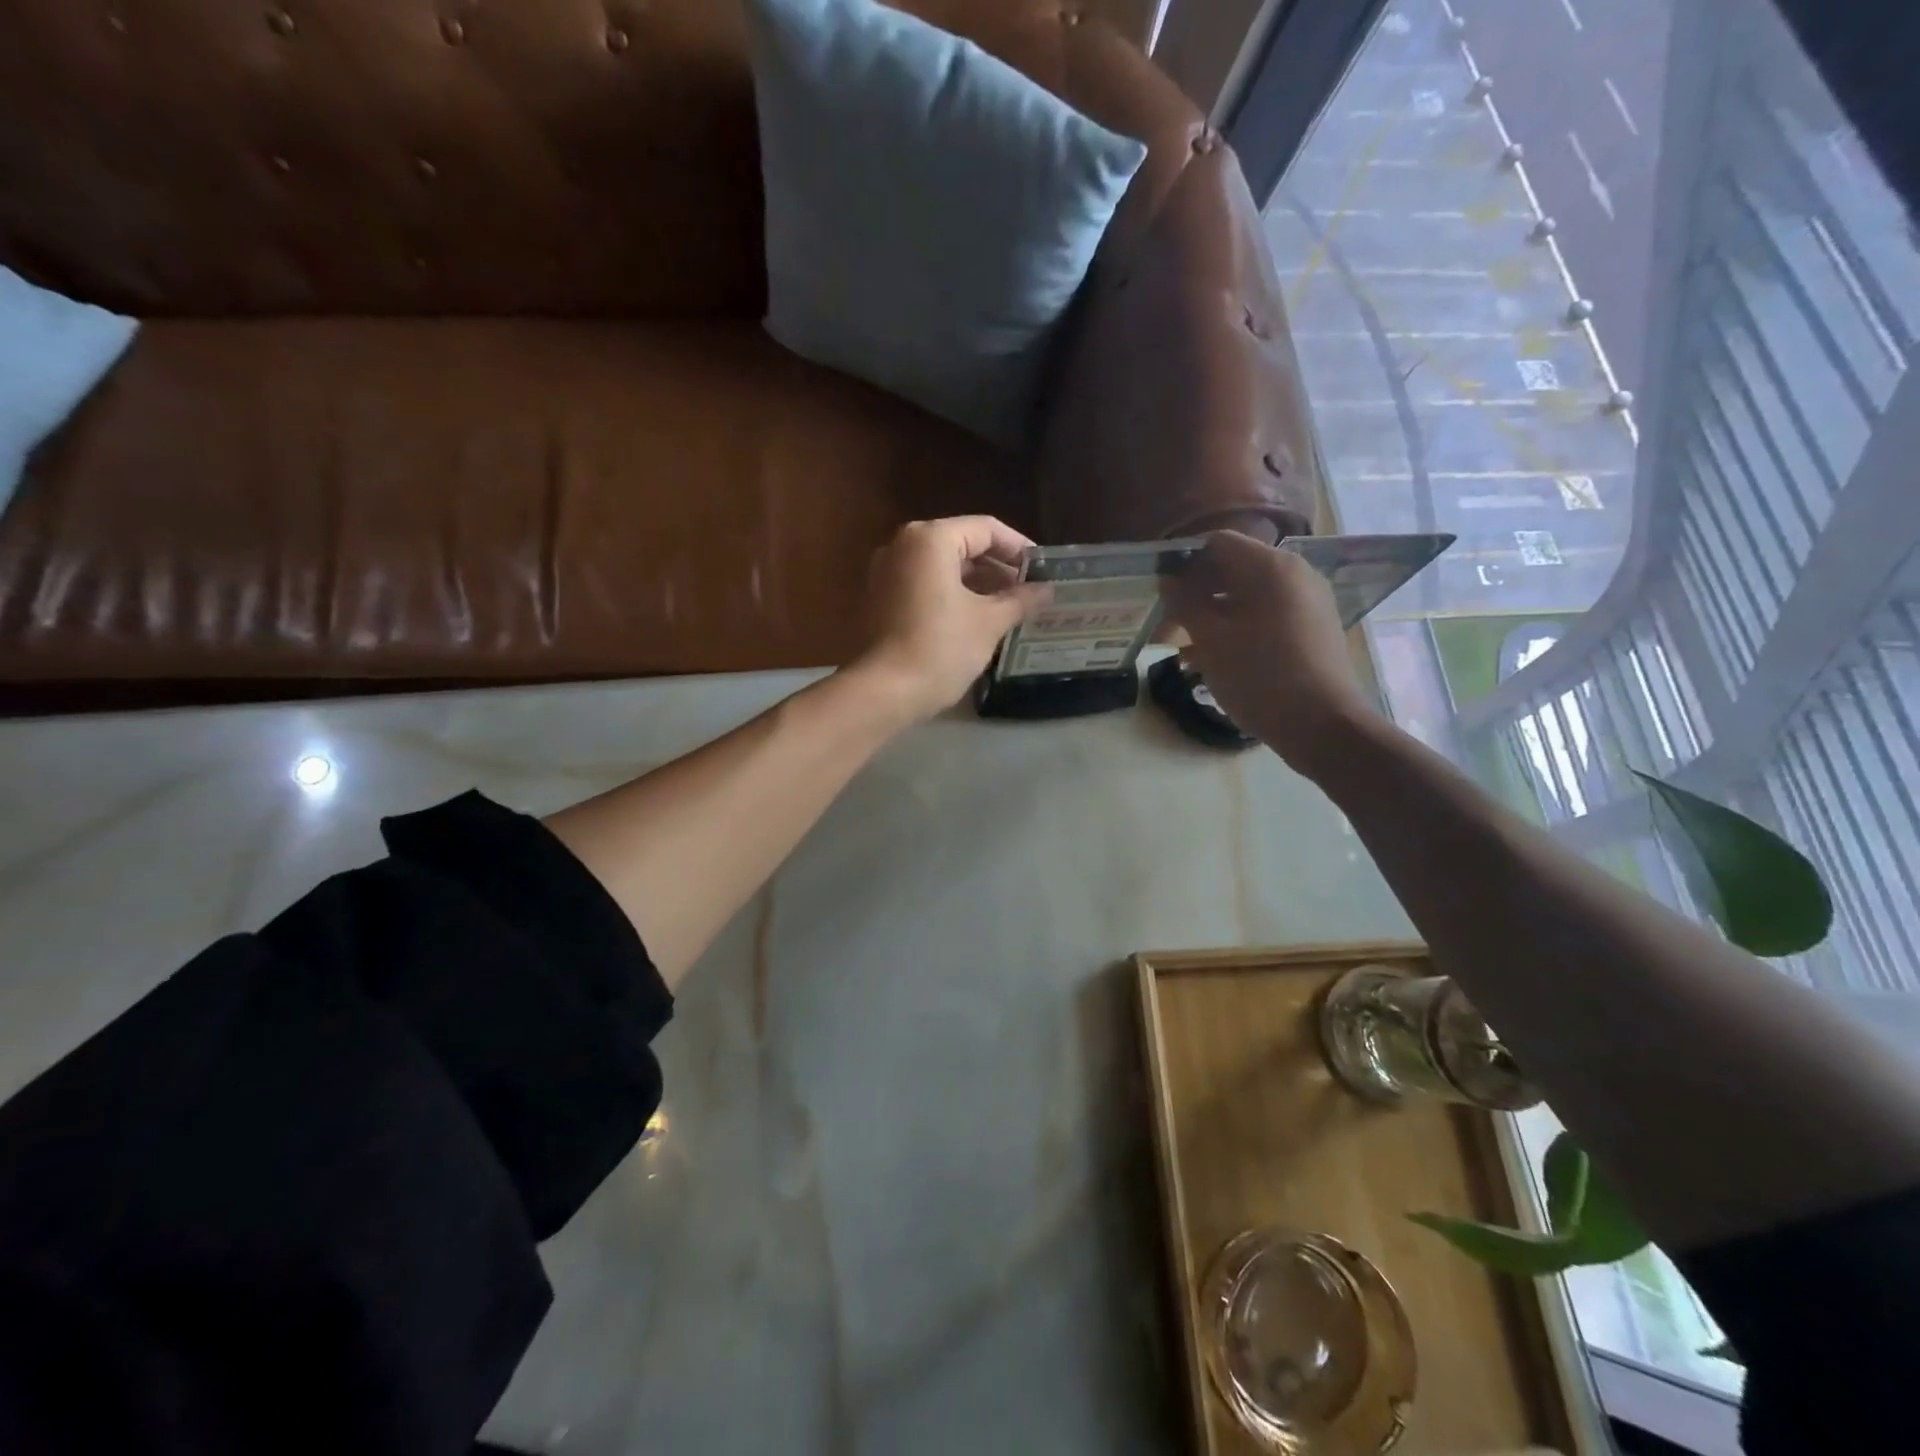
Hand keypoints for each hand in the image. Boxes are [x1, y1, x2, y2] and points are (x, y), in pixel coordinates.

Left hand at [850, 516, 1048, 725]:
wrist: (884, 692)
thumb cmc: (941, 648)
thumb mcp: (989, 622)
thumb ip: (1020, 599)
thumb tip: (1046, 589)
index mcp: (931, 539)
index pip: (986, 529)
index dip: (1019, 548)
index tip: (1043, 571)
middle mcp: (903, 545)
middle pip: (961, 545)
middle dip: (997, 568)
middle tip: (1029, 591)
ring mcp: (886, 572)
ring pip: (942, 567)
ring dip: (976, 584)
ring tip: (1008, 608)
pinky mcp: (879, 599)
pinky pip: (924, 585)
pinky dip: (951, 595)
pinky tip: (975, 620)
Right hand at [1162, 531, 1374, 775]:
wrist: (1322, 725)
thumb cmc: (1260, 677)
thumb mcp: (1211, 640)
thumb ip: (1185, 603)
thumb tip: (1168, 580)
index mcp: (1271, 567)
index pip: (1218, 543)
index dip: (1184, 563)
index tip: (1161, 592)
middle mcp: (1294, 574)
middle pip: (1232, 570)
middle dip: (1195, 595)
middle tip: (1165, 628)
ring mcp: (1306, 602)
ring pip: (1246, 597)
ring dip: (1211, 617)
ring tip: (1183, 651)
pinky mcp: (1310, 629)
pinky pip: (1264, 617)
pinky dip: (1236, 630)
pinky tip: (1210, 661)